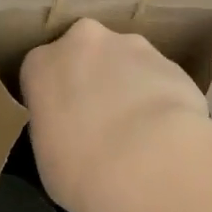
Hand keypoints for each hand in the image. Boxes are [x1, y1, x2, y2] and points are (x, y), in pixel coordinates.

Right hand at [19, 18, 209, 211]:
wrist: (151, 164)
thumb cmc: (82, 170)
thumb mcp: (47, 159)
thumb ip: (54, 129)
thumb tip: (70, 132)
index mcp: (42, 63)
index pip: (41, 73)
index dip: (53, 98)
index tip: (63, 124)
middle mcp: (84, 41)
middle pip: (85, 54)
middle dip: (93, 79)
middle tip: (102, 123)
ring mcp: (131, 45)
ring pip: (125, 61)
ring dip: (129, 86)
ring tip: (141, 132)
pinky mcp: (170, 61)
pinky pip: (158, 78)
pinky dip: (160, 98)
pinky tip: (166, 133)